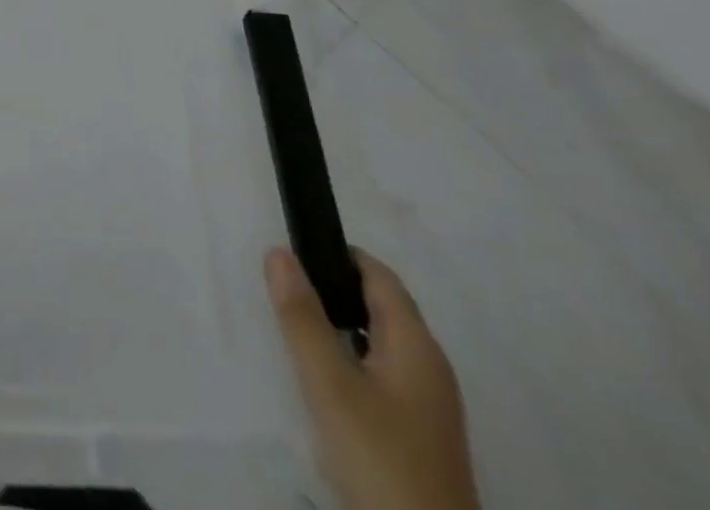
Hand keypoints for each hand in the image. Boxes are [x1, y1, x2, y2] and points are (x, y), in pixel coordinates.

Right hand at [265, 246, 479, 509]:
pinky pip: (384, 376)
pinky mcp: (422, 437)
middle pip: (381, 307)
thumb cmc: (379, 458)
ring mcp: (430, 406)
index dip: (338, 255)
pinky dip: (352, 362)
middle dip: (334, 292)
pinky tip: (327, 385)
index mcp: (416, 344)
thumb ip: (301, 317)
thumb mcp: (329, 385)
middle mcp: (430, 367)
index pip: (379, 275)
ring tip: (298, 333)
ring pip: (380, 344)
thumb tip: (279, 252)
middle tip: (286, 292)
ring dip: (341, 328)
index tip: (296, 251)